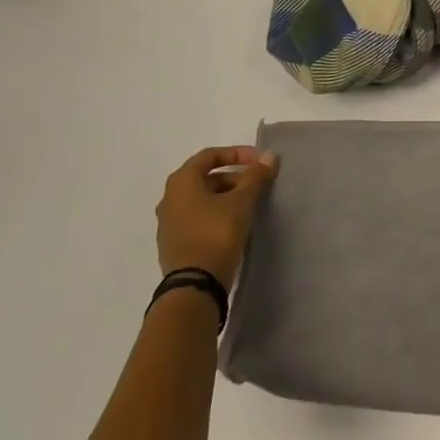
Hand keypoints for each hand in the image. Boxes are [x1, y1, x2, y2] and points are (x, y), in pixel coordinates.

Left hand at [156, 146, 278, 285]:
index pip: (209, 155)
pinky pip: (198, 218)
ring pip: (202, 199)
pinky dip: (216, 214)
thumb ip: (256, 177)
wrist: (194, 285)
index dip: (236, 154)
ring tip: (251, 205)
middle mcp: (169, 198)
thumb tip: (269, 155)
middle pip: (205, 177)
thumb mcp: (241, 202)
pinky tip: (235, 225)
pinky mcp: (175, 243)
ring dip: (226, 196)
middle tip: (258, 185)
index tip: (259, 162)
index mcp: (181, 182)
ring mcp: (169, 223)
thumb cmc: (216, 233)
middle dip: (234, 177)